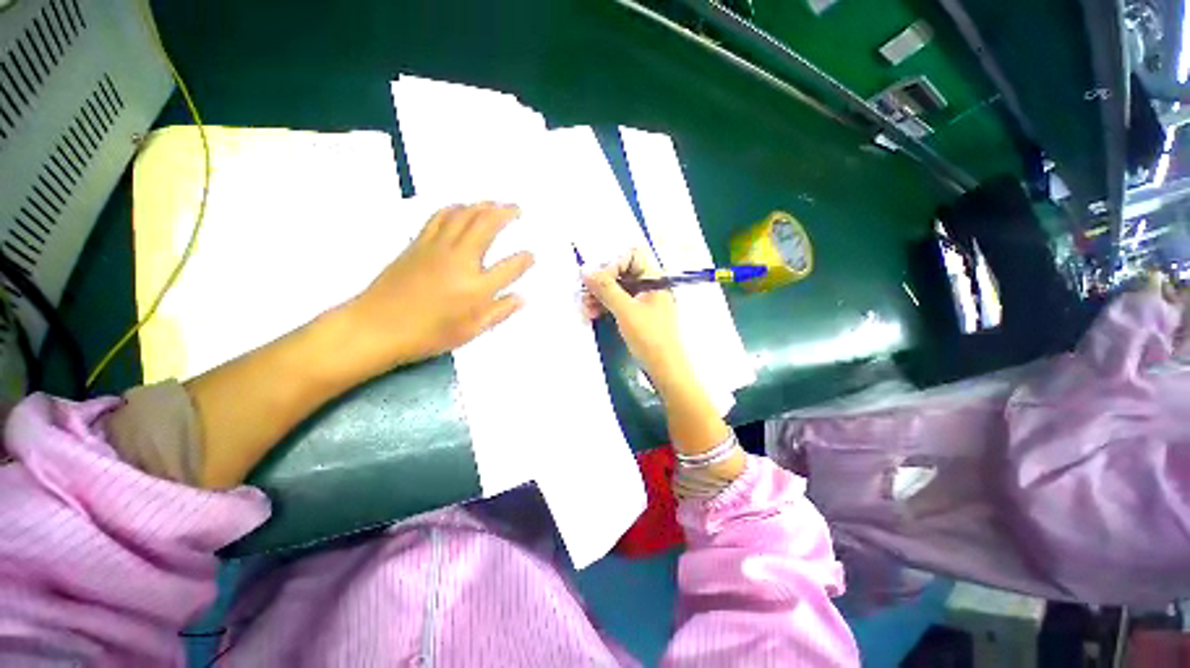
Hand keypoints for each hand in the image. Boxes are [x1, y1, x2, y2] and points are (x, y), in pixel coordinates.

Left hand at [343, 203, 533, 371]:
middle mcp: (460, 261)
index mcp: (476, 288)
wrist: (376, 327)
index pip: (510, 267)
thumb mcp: (470, 332)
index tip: (531, 255)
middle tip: (516, 208)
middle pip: (487, 227)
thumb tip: (522, 298)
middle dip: (505, 214)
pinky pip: (440, 217)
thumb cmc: (427, 334)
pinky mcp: (418, 244)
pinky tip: (461, 208)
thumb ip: (499, 312)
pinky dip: (455, 208)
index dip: (524, 260)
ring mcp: (437, 248)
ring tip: (494, 202)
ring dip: (482, 205)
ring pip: (463, 215)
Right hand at [582, 248, 690, 381]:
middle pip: (622, 272)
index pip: (632, 256)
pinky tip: (591, 313)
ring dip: (599, 295)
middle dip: (601, 282)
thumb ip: (606, 289)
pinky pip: (618, 303)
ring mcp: (643, 301)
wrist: (665, 368)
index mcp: (654, 278)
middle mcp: (649, 285)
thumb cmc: (650, 337)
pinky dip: (604, 306)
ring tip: (585, 307)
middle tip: (584, 293)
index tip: (599, 281)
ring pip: (617, 289)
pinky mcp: (636, 314)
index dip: (613, 264)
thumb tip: (586, 270)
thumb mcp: (626, 311)